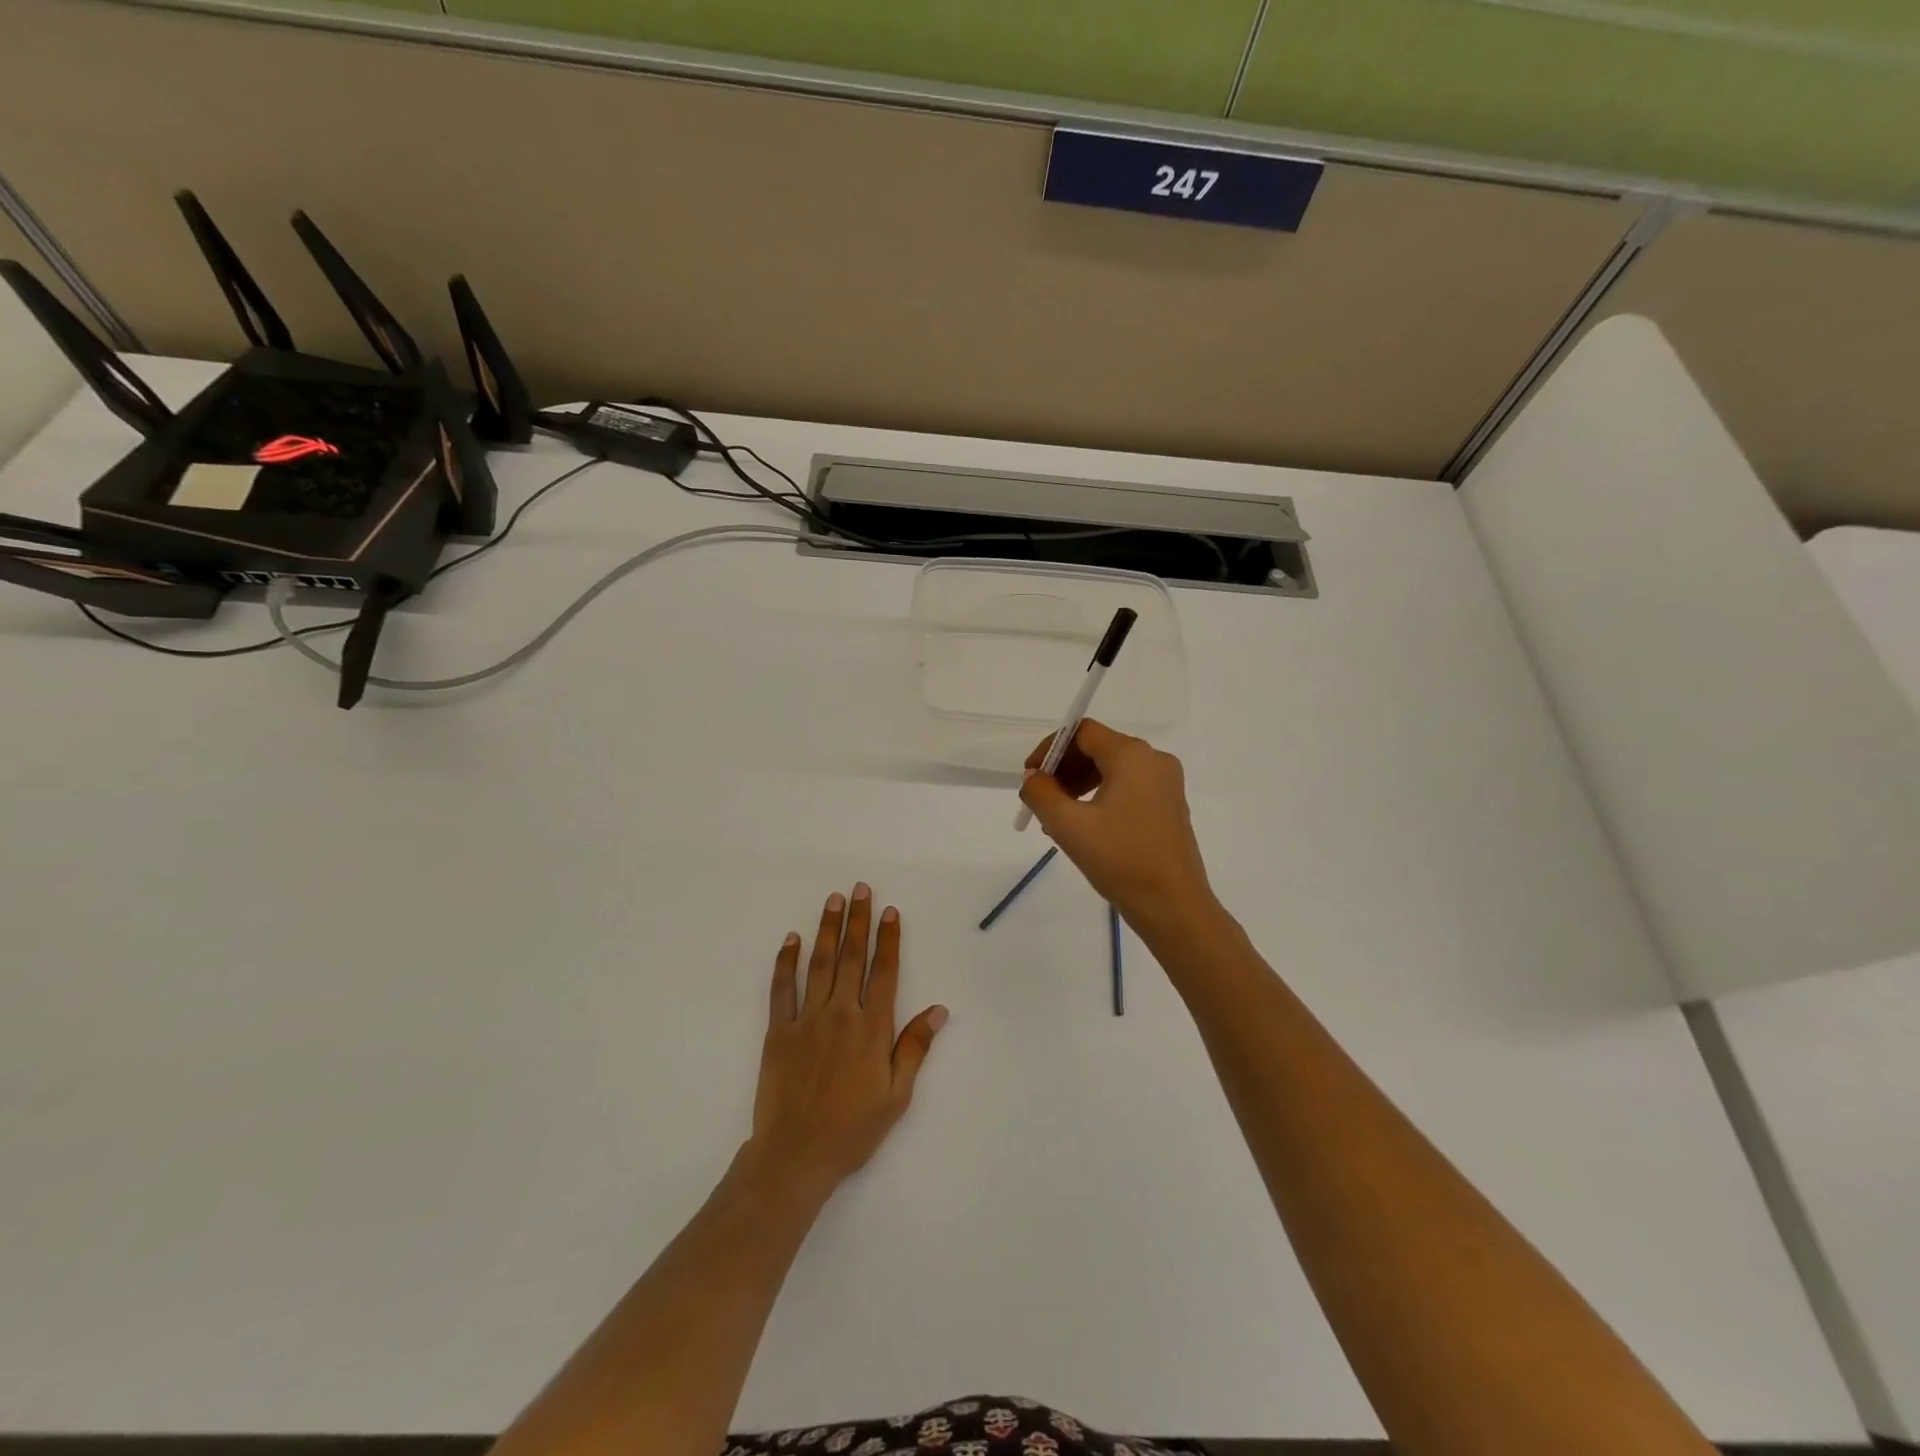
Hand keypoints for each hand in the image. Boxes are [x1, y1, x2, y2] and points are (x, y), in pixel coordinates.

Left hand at [748, 884, 946, 1195]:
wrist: (796, 1155)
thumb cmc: (853, 1129)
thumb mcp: (896, 1095)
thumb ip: (914, 1047)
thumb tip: (938, 1009)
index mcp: (872, 1028)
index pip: (885, 972)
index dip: (888, 939)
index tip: (889, 911)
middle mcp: (841, 1014)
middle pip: (852, 957)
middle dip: (858, 920)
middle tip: (860, 889)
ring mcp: (807, 1019)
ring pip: (820, 964)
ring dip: (827, 929)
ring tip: (833, 900)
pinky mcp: (779, 1031)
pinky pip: (782, 989)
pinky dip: (786, 962)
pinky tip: (791, 939)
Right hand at [1018, 719, 1215, 931]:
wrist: (1173, 907)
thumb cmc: (1120, 860)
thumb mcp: (1068, 826)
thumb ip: (1041, 794)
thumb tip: (1033, 778)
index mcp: (1132, 755)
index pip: (1082, 732)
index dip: (1051, 748)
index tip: (1030, 777)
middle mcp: (1154, 760)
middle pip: (1098, 748)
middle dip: (1064, 769)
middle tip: (1041, 800)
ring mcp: (1166, 783)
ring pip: (1112, 769)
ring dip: (1079, 784)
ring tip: (1058, 818)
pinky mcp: (1169, 805)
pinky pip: (1128, 787)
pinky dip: (1100, 796)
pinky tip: (1084, 826)